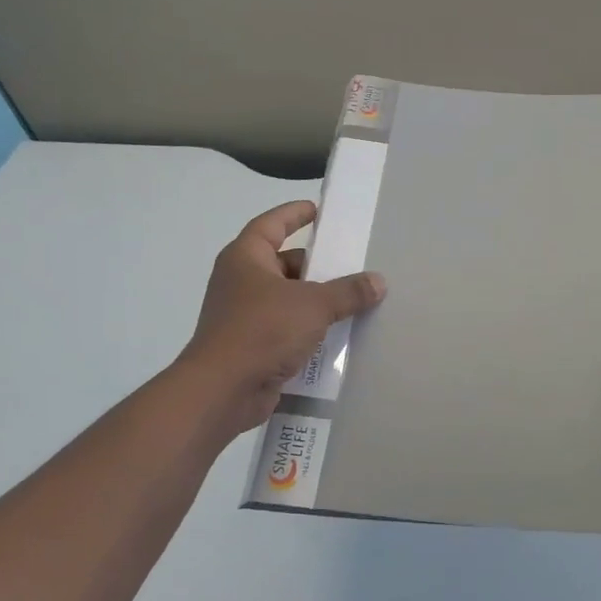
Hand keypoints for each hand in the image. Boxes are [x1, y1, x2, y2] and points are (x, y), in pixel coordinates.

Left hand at [180, 201, 385, 441]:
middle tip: (351, 265)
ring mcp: (244, 316)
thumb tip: (378, 281)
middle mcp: (241, 282)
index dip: (294, 214)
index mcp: (246, 259)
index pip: (271, 224)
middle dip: (316, 265)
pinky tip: (337, 335)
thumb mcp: (314, 305)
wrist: (222, 391)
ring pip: (287, 299)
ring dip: (315, 300)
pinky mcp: (251, 346)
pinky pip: (286, 328)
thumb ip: (348, 291)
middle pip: (284, 263)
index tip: (317, 210)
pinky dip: (308, 329)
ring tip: (352, 300)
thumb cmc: (262, 331)